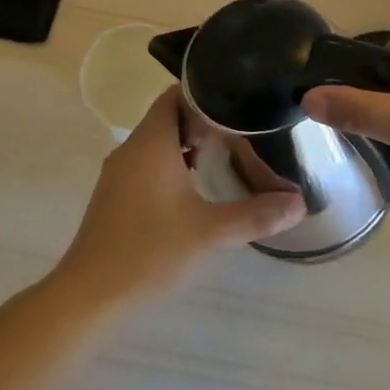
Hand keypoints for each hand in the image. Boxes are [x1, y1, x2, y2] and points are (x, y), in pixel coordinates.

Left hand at [56, 87, 305, 304]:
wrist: (90, 296)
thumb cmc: (149, 252)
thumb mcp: (209, 233)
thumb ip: (256, 215)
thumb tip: (299, 204)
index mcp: (150, 142)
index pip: (176, 95)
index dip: (205, 93)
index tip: (238, 101)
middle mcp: (131, 149)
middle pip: (168, 117)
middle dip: (203, 121)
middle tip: (241, 131)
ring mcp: (119, 173)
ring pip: (157, 142)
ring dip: (187, 145)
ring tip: (224, 156)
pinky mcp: (115, 196)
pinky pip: (147, 163)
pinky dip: (172, 165)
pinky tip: (195, 189)